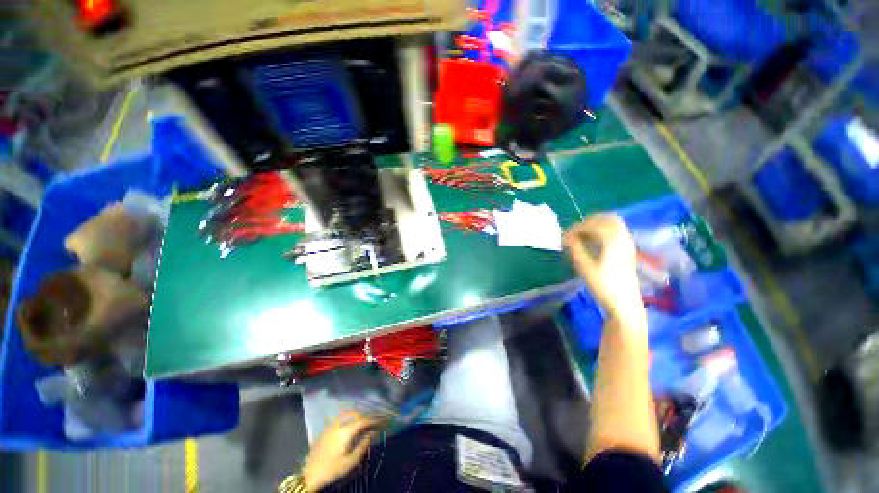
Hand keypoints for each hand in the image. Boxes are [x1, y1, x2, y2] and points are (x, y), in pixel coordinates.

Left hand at [302, 411, 384, 490]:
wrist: (310, 476)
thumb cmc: (332, 470)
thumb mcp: (350, 462)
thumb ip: (363, 445)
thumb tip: (373, 433)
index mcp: (346, 431)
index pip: (364, 420)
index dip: (375, 419)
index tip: (384, 420)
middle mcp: (338, 425)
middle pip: (356, 414)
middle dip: (367, 416)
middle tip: (376, 420)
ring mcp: (331, 426)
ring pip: (348, 414)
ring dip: (358, 415)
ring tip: (366, 421)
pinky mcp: (326, 430)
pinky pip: (341, 418)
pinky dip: (350, 418)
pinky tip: (352, 424)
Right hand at [564, 214, 642, 321]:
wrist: (625, 304)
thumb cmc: (603, 286)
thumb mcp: (584, 267)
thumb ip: (574, 248)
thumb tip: (565, 236)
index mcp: (612, 241)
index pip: (593, 224)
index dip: (577, 227)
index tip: (565, 236)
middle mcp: (623, 238)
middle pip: (608, 218)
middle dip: (589, 222)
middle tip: (576, 232)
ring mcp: (628, 244)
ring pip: (614, 225)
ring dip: (598, 226)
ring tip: (583, 237)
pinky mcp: (629, 251)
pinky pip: (617, 233)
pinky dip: (605, 232)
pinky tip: (594, 244)